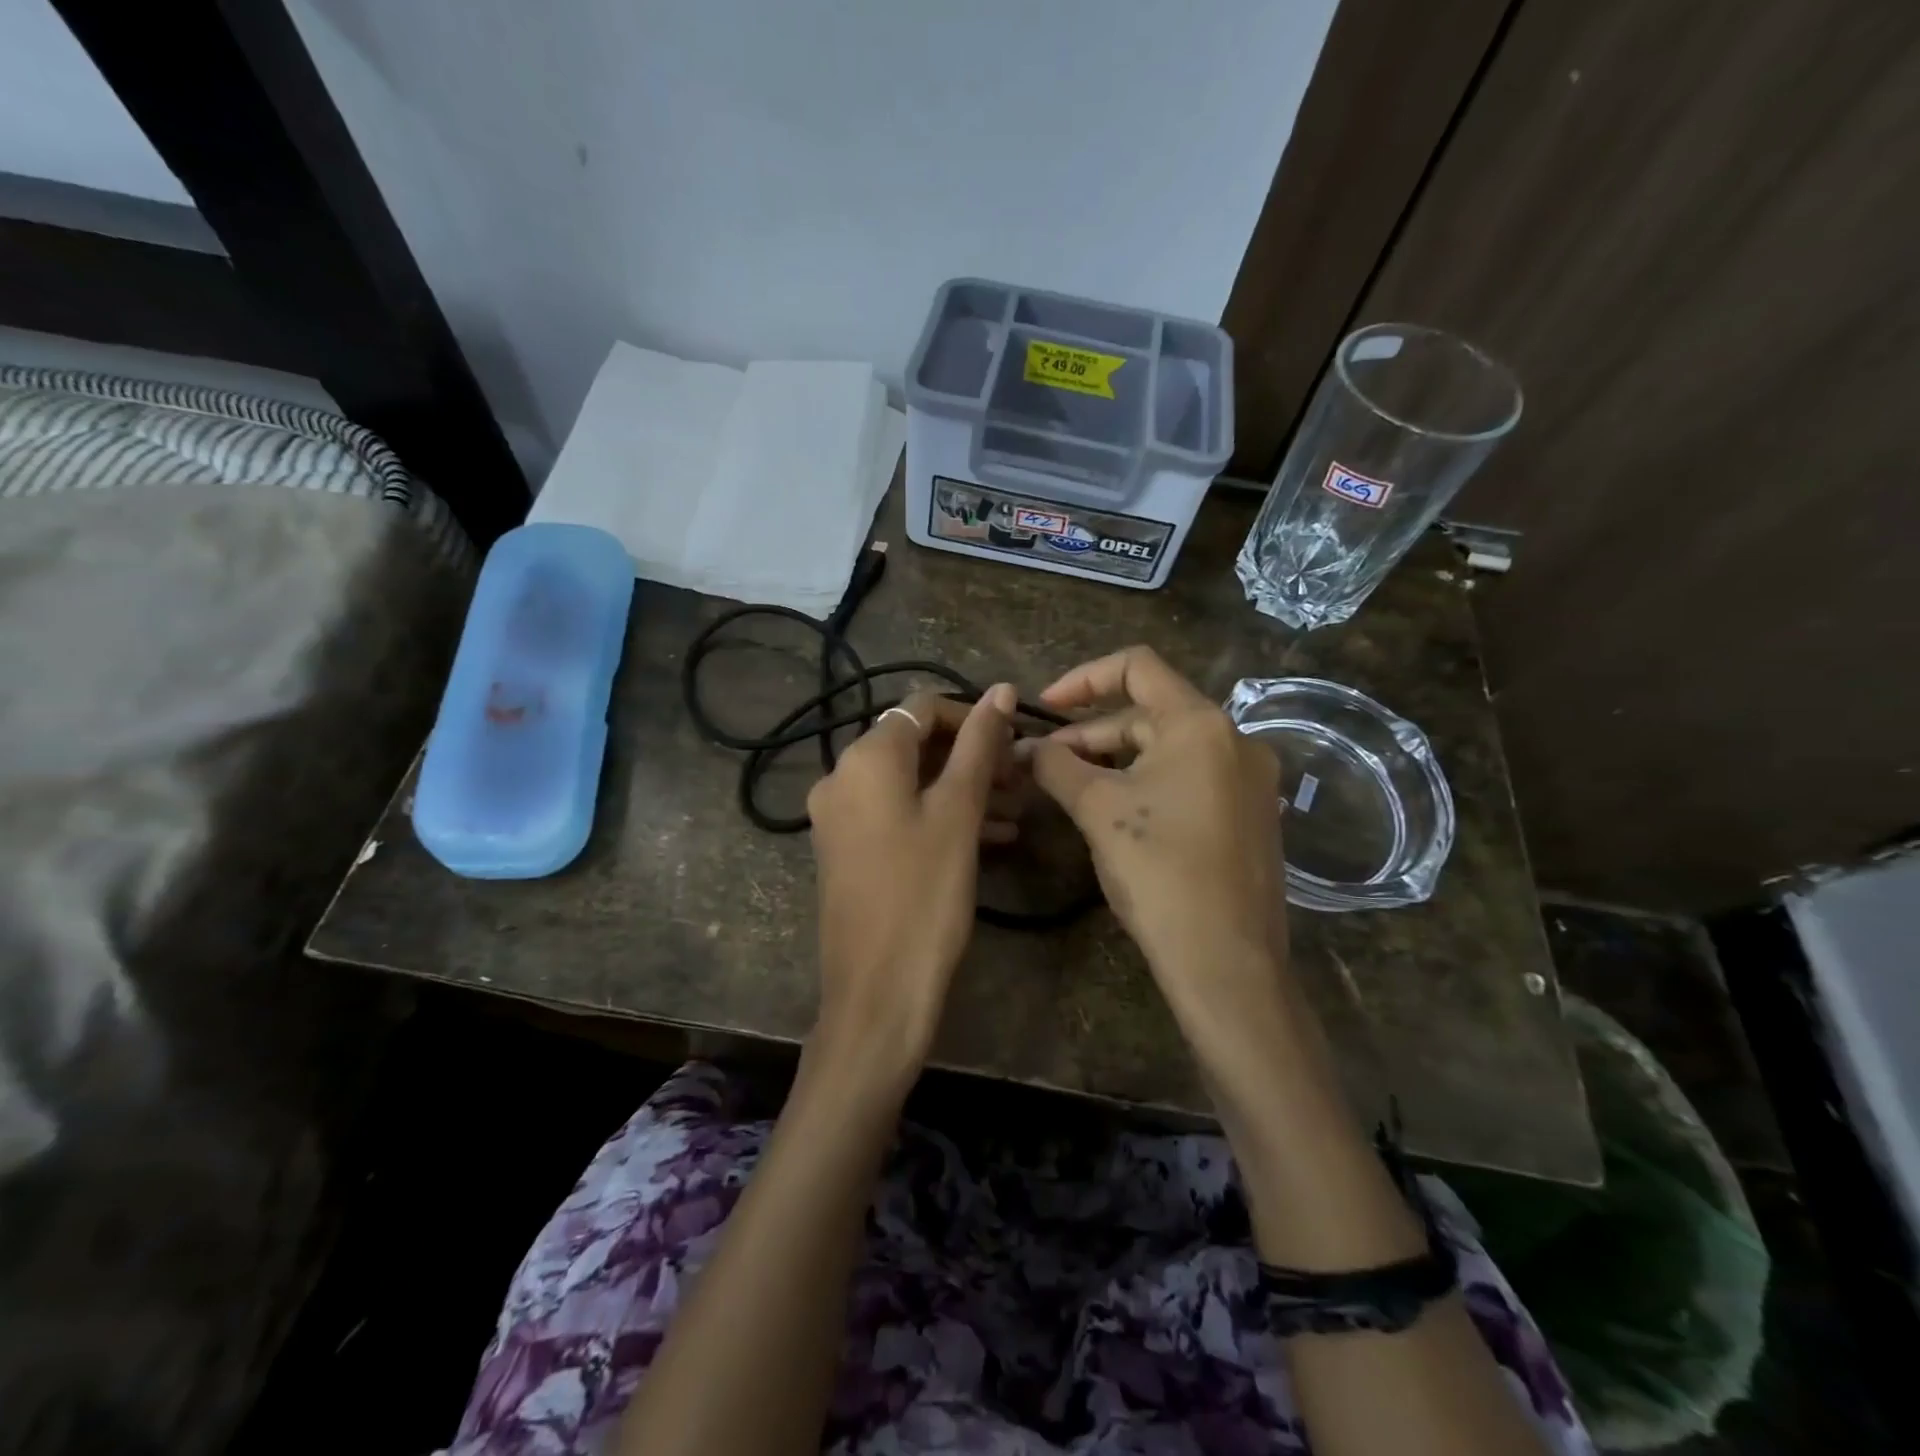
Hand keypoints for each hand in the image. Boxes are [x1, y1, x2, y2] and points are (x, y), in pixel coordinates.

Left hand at [806, 684, 1017, 1077]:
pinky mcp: (847, 849)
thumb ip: (979, 746)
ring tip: (1015, 811)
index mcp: (865, 757)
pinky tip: (989, 837)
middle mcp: (842, 776)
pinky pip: (897, 814)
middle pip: (915, 744)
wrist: (876, 993)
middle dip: (971, 756)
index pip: (923, 708)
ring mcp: (840, 816)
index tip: (1015, 743)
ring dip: (961, 788)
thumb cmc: (924, 895)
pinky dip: (938, 815)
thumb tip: (1000, 689)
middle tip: (1020, 780)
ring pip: (910, 783)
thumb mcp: (958, 813)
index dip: (973, 717)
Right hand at [1023, 647, 1288, 1021]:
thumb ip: (1056, 766)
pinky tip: (1116, 811)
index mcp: (1201, 724)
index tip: (1045, 707)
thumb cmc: (1159, 871)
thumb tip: (1022, 747)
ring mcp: (1249, 780)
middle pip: (1150, 711)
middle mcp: (1235, 739)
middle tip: (1045, 761)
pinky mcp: (1249, 815)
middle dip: (1091, 731)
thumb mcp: (1097, 809)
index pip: (1138, 666)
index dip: (1083, 677)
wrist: (1226, 962)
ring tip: (1071, 786)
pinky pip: (1190, 778)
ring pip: (1169, 748)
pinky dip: (1147, 781)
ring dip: (1116, 758)